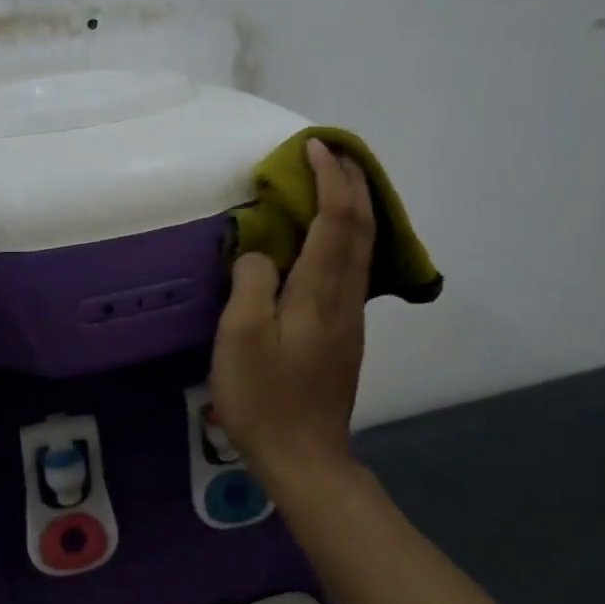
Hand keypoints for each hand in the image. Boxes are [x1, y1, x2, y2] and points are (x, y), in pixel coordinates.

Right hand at [211, 138, 375, 480]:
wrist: (304, 457)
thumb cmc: (265, 397)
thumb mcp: (241, 337)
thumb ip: (250, 281)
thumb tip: (260, 254)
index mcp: (320, 290)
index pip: (336, 216)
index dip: (329, 177)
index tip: (313, 146)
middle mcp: (345, 296)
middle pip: (361, 225)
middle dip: (352, 182)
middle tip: (332, 152)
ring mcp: (351, 316)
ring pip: (363, 246)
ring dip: (353, 206)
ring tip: (333, 184)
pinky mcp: (345, 333)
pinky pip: (354, 266)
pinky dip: (346, 235)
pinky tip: (328, 238)